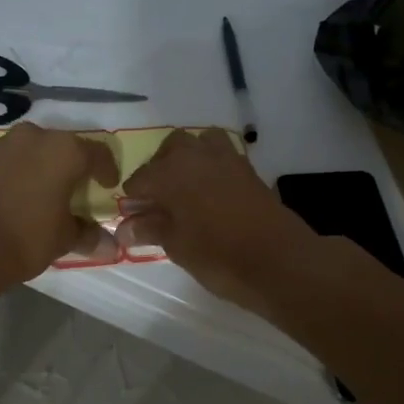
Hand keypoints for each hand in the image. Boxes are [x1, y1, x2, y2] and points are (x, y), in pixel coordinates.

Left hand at [0, 123, 121, 282]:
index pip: (98, 154)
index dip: (107, 171)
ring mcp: (4, 144)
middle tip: (78, 190)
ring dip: (45, 166)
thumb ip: (88, 235)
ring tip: (47, 193)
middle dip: (74, 166)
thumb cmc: (26, 237)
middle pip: (65, 147)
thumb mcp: (64, 239)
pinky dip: (21, 171)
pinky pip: (12, 159)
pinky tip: (20, 195)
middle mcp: (36, 137)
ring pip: (35, 150)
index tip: (108, 187)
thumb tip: (109, 245)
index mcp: (65, 150)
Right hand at [118, 129, 318, 312]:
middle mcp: (196, 155)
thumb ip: (150, 229)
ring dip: (188, 159)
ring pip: (199, 143)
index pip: (140, 179)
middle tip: (160, 202)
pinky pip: (222, 156)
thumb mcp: (177, 246)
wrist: (279, 260)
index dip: (133, 200)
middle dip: (160, 170)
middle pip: (169, 150)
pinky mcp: (248, 169)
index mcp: (171, 172)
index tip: (135, 220)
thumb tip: (125, 228)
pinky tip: (211, 195)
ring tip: (186, 191)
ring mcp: (226, 158)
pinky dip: (211, 167)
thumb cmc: (218, 256)